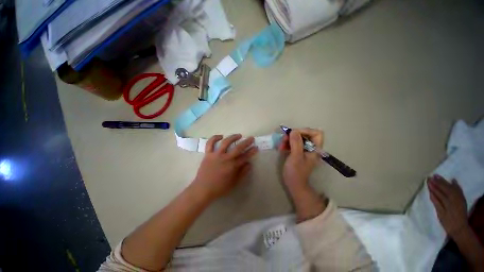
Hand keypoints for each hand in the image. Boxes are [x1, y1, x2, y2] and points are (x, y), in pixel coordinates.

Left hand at [192, 134, 257, 200]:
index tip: (256, 147)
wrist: (203, 189)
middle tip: (251, 138)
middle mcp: (225, 158)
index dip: (251, 151)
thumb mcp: (234, 183)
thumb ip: (242, 173)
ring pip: (225, 142)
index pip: (245, 157)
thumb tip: (249, 164)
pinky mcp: (208, 154)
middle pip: (238, 148)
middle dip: (246, 142)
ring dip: (233, 137)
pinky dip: (214, 138)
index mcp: (232, 166)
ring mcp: (216, 155)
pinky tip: (220, 136)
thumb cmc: (220, 188)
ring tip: (239, 135)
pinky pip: (210, 143)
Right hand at [279, 128, 323, 190]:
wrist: (293, 184)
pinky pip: (293, 143)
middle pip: (305, 134)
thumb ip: (296, 143)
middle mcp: (311, 148)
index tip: (294, 133)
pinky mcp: (298, 152)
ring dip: (288, 139)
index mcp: (315, 149)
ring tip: (281, 145)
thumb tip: (294, 130)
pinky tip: (281, 147)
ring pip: (298, 138)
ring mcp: (304, 150)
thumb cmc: (296, 172)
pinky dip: (287, 143)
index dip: (306, 131)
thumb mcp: (296, 156)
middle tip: (284, 139)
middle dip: (294, 135)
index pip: (316, 133)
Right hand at [428, 175, 468, 237]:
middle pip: (445, 188)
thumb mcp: (441, 214)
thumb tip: (431, 193)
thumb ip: (437, 203)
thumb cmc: (448, 222)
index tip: (427, 180)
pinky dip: (456, 185)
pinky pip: (459, 190)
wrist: (460, 228)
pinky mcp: (462, 199)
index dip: (433, 186)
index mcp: (447, 202)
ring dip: (444, 182)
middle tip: (431, 176)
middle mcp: (453, 198)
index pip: (439, 191)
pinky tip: (453, 180)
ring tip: (437, 176)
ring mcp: (459, 198)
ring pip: (451, 188)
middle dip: (438, 182)